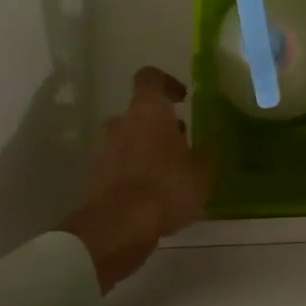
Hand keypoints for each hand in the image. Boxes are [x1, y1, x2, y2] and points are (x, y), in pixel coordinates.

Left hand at [62, 67, 213, 291]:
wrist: (119, 227)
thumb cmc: (167, 187)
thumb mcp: (203, 171)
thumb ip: (207, 151)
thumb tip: (209, 140)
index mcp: (148, 111)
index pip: (150, 78)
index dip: (167, 83)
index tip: (182, 98)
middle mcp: (122, 123)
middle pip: (140, 113)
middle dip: (160, 125)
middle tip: (183, 145)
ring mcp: (105, 150)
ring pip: (129, 139)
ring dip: (147, 149)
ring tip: (170, 174)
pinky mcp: (96, 177)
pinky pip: (120, 165)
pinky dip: (135, 172)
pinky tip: (154, 195)